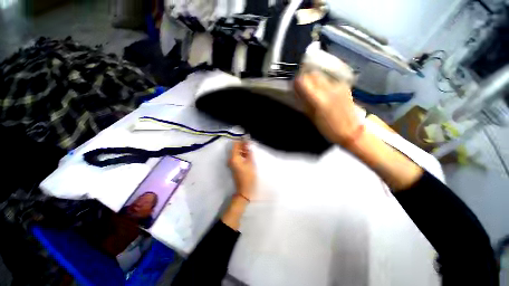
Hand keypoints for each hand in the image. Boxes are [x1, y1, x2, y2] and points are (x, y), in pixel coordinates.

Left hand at [228, 140, 255, 200]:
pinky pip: (236, 157)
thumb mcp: (250, 163)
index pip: (235, 144)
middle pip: (235, 148)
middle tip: (250, 145)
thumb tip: (248, 144)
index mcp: (234, 157)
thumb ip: (249, 152)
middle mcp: (230, 159)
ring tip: (250, 150)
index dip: (241, 141)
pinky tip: (248, 156)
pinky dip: (241, 155)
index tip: (248, 140)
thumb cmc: (248, 176)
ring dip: (242, 150)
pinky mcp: (233, 166)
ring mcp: (231, 163)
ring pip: (236, 152)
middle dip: (242, 145)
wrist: (244, 190)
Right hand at [294, 72, 361, 144]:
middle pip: (313, 74)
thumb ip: (304, 103)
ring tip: (313, 89)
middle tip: (302, 86)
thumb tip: (297, 92)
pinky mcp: (344, 86)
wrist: (351, 130)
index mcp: (319, 99)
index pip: (303, 81)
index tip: (294, 85)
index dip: (297, 82)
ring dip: (314, 80)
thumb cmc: (328, 128)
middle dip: (305, 78)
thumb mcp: (312, 118)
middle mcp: (329, 89)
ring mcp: (338, 86)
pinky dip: (323, 83)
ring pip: (321, 75)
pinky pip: (329, 80)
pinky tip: (324, 92)